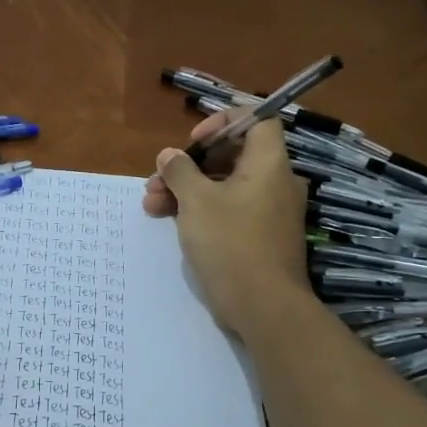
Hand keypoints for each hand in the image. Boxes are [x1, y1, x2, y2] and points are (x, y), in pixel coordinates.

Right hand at [143, 112, 311, 337]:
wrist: (263, 306)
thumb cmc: (231, 243)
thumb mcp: (196, 201)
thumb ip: (180, 171)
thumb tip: (170, 155)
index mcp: (268, 164)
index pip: (257, 120)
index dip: (224, 122)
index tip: (194, 141)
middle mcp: (274, 183)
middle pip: (232, 156)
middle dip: (190, 165)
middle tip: (158, 180)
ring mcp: (268, 213)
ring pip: (225, 187)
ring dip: (188, 190)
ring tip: (152, 205)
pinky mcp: (259, 238)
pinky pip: (230, 211)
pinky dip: (202, 211)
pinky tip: (171, 222)